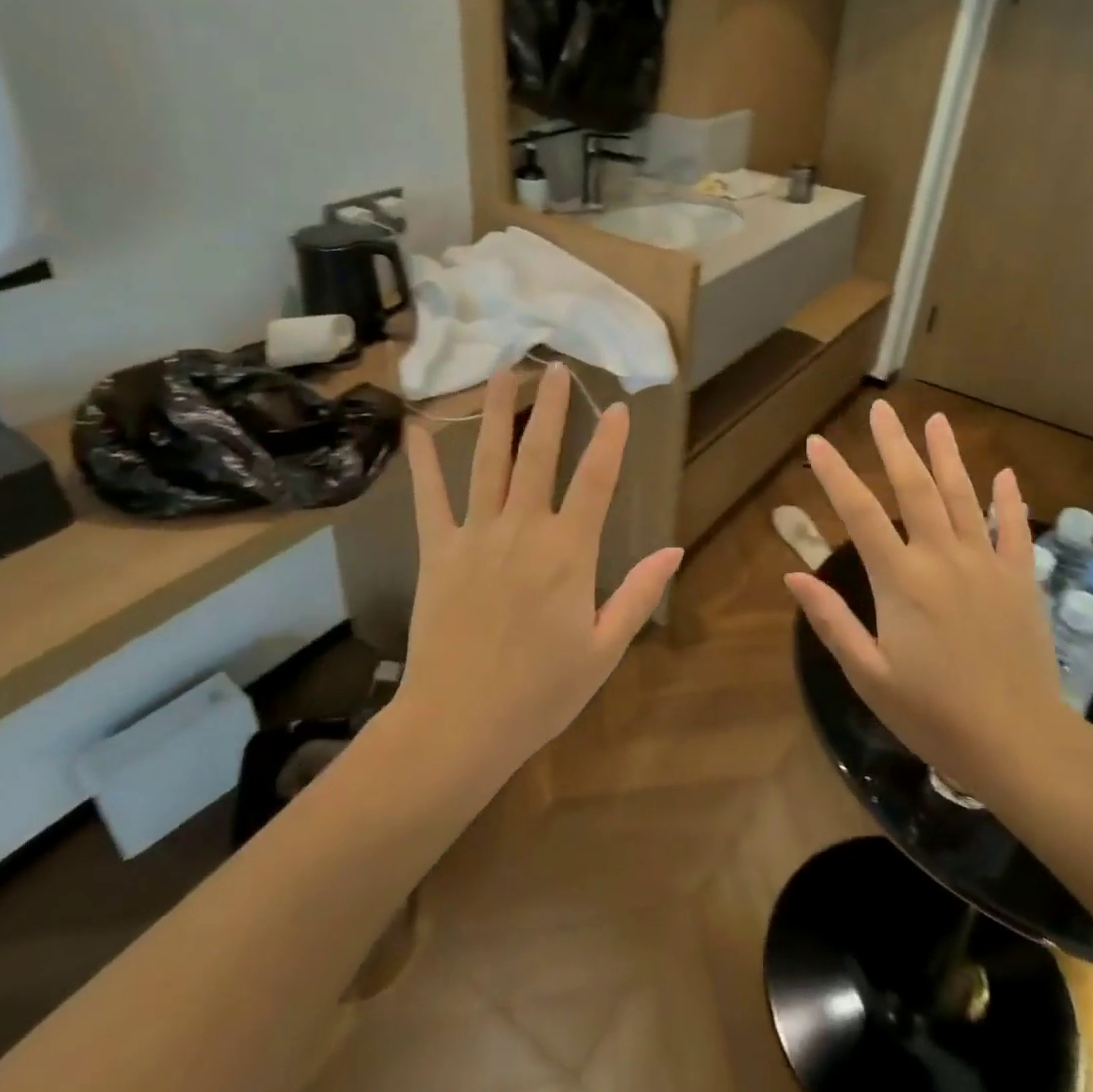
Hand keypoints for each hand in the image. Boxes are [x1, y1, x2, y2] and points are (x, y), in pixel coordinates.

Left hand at [397, 363, 682, 782]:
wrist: (459, 725)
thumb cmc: (540, 693)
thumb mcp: (605, 650)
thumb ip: (639, 594)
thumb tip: (674, 549)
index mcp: (569, 553)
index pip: (596, 481)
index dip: (609, 440)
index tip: (617, 406)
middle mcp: (523, 531)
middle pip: (539, 456)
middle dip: (550, 408)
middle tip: (555, 367)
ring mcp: (475, 537)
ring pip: (488, 462)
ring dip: (496, 414)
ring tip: (502, 373)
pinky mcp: (438, 552)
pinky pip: (430, 499)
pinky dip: (425, 462)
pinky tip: (418, 427)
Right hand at [783, 399, 1077, 804]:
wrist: (1020, 744)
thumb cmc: (934, 714)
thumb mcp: (868, 675)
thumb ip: (831, 621)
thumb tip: (793, 575)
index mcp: (901, 581)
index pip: (860, 514)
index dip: (836, 474)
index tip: (817, 442)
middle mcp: (943, 559)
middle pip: (916, 489)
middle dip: (894, 446)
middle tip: (881, 410)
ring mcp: (987, 565)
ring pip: (964, 497)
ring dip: (948, 456)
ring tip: (936, 421)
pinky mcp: (1020, 581)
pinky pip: (1014, 530)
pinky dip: (1010, 501)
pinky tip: (1005, 475)